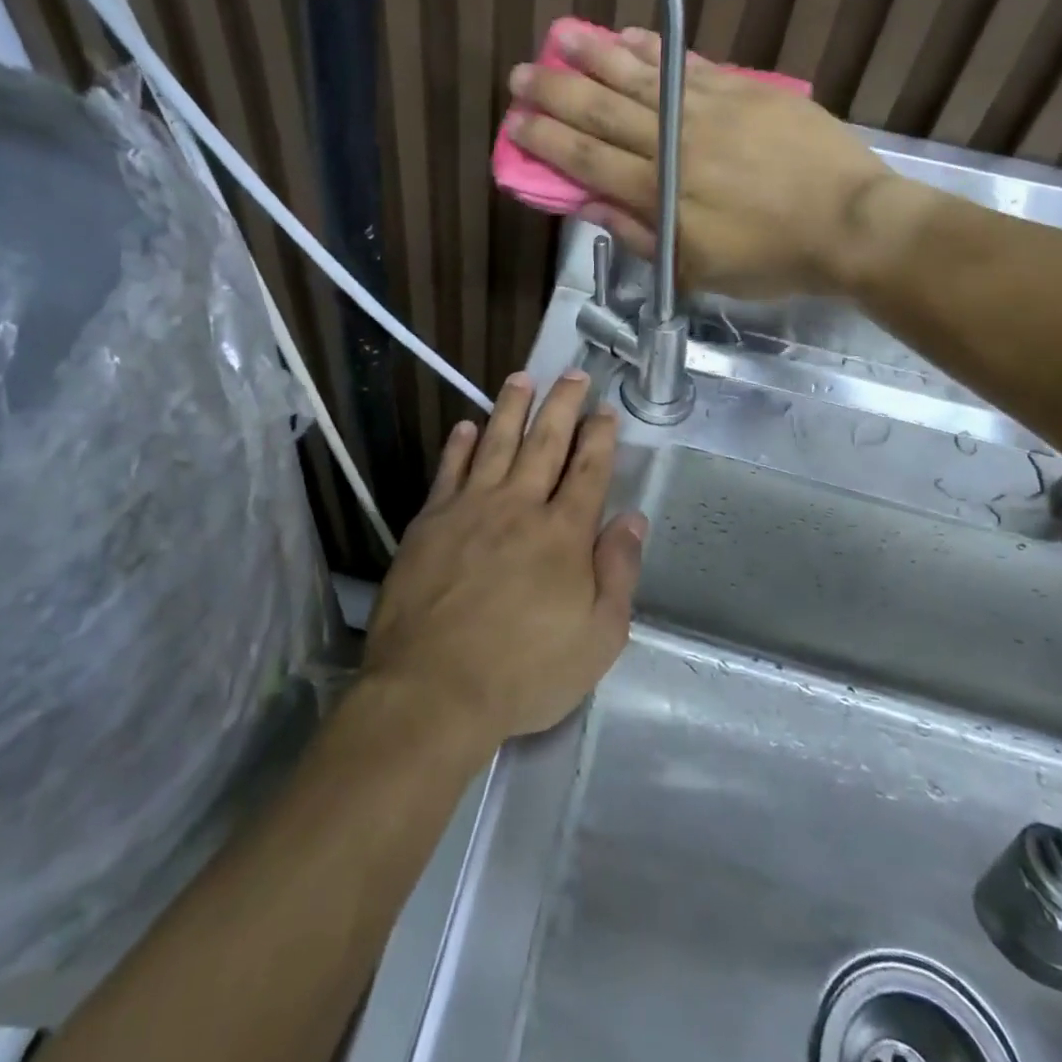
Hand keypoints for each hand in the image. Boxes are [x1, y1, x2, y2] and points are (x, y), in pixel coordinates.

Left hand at [365, 371, 646, 747]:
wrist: (433, 688)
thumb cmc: (525, 672)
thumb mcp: (598, 639)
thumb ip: (618, 573)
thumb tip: (632, 519)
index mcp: (563, 534)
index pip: (588, 471)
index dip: (600, 437)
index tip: (605, 410)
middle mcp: (518, 507)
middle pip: (545, 443)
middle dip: (562, 405)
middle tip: (572, 373)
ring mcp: (469, 509)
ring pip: (495, 443)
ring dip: (510, 408)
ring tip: (521, 378)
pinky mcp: (430, 522)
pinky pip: (448, 471)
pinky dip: (458, 446)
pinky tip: (465, 426)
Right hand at [507, 25, 901, 296]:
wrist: (851, 224)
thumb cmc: (771, 258)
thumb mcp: (697, 269)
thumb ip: (640, 235)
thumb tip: (589, 207)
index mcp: (659, 192)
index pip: (587, 160)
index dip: (546, 141)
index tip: (515, 124)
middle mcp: (674, 143)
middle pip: (602, 112)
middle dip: (555, 92)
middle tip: (519, 76)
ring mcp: (709, 109)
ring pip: (640, 78)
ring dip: (594, 56)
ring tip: (559, 36)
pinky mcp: (742, 90)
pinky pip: (688, 63)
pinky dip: (654, 49)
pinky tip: (626, 35)